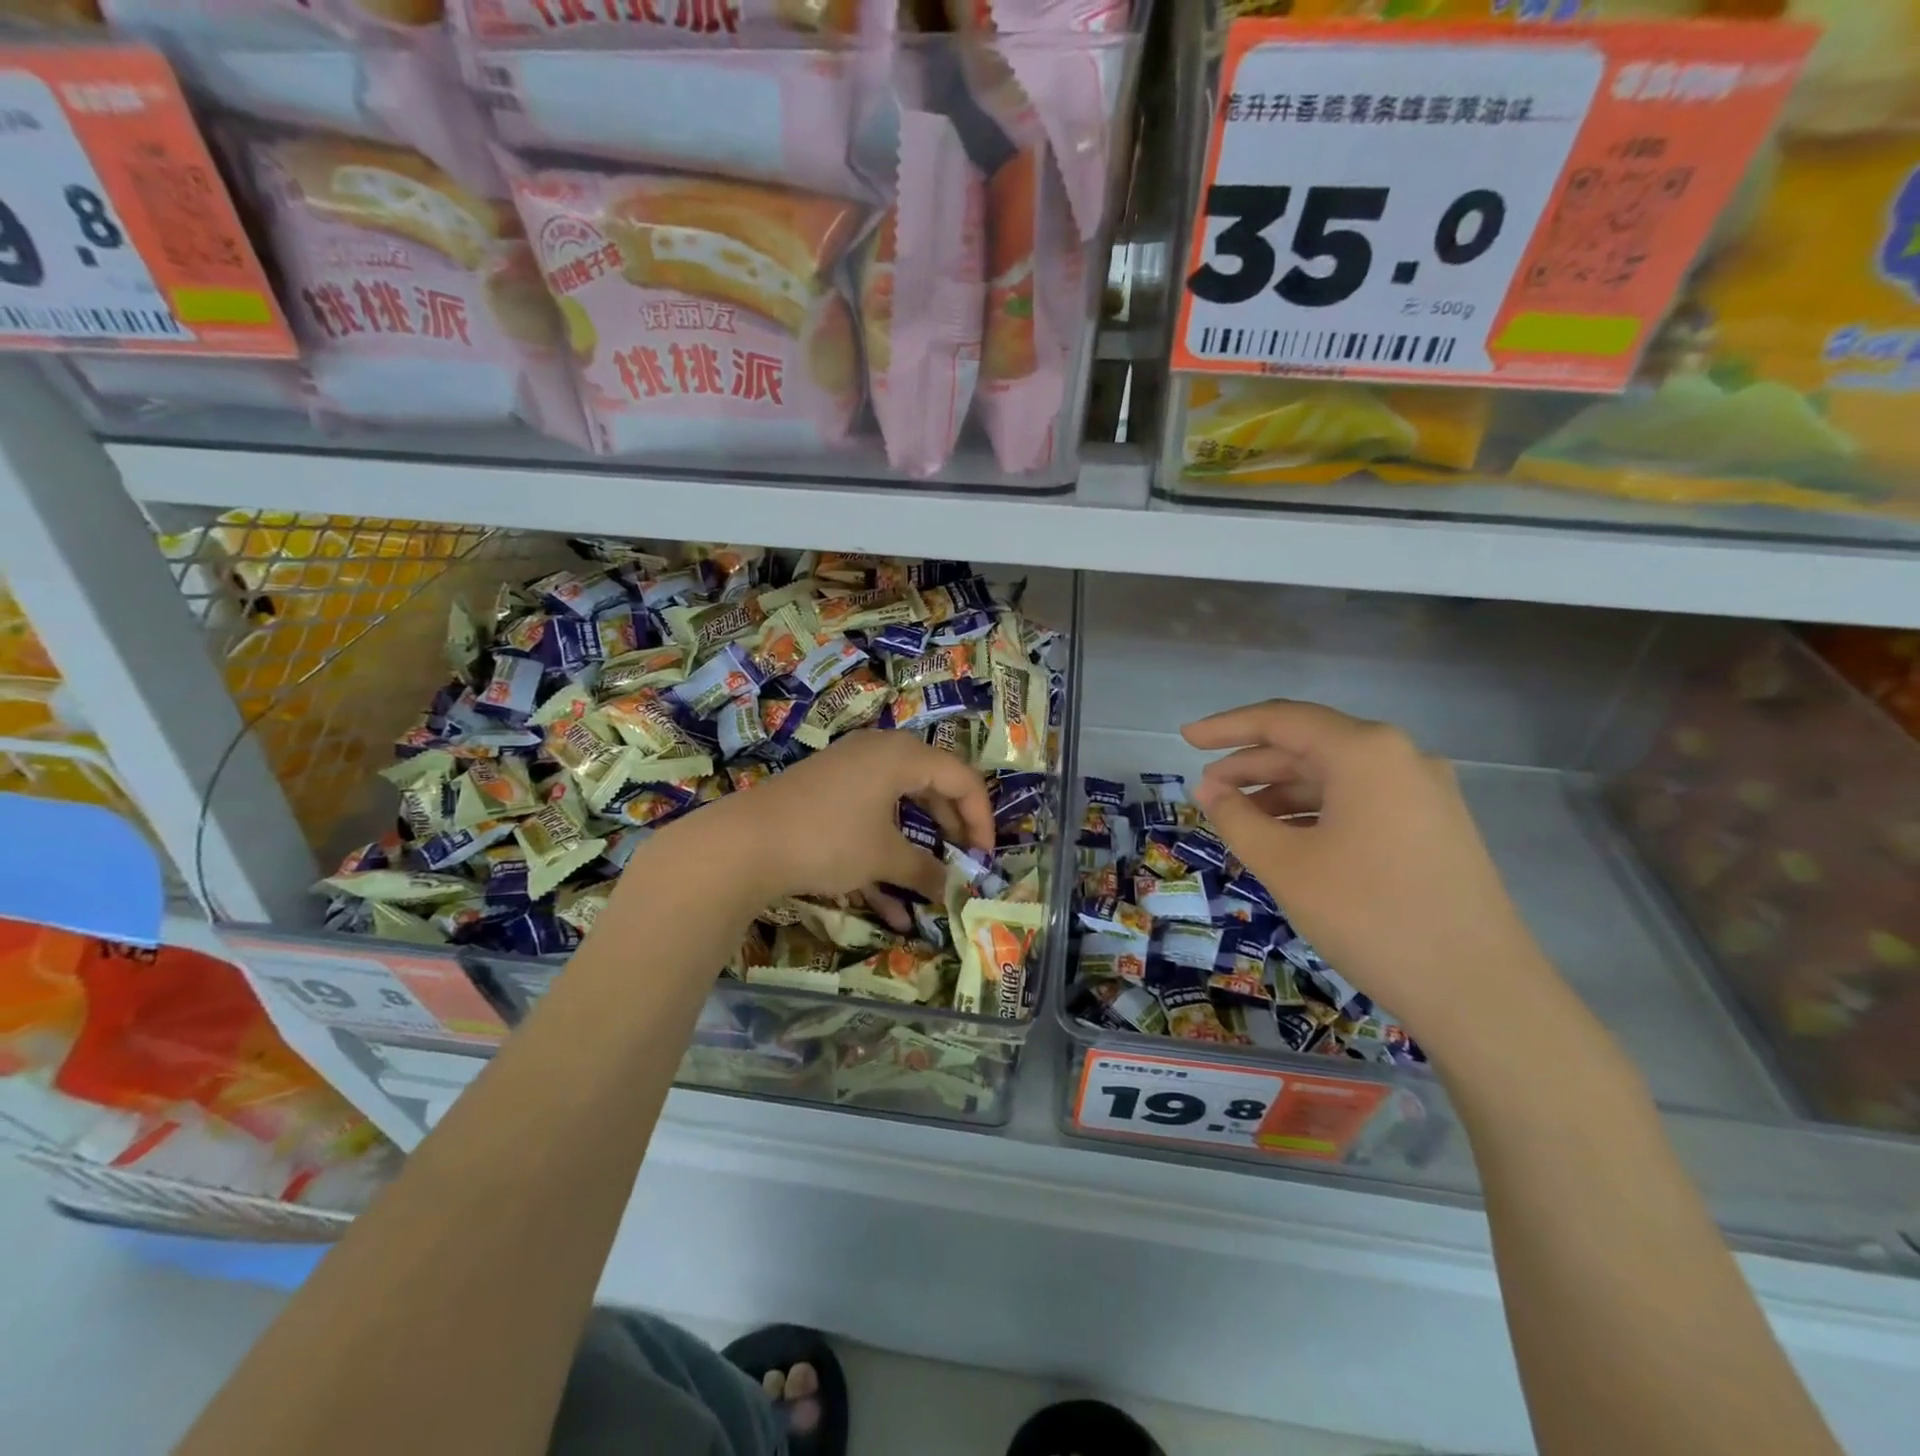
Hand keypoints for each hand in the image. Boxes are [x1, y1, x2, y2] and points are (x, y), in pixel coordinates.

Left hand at [695, 730, 994, 929]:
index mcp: (901, 756)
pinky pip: (867, 820)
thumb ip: (924, 870)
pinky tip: (890, 906)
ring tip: (930, 888)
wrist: (743, 843)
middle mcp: (878, 754)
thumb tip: (951, 887)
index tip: (985, 858)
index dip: (980, 818)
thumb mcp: (883, 857)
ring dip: (915, 850)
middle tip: (964, 864)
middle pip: (931, 787)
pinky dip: (881, 854)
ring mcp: (848, 773)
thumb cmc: (828, 839)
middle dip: (950, 831)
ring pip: (898, 808)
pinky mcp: (825, 795)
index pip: (961, 778)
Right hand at [1183, 701, 1554, 1047]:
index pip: (1281, 720)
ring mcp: (1425, 793)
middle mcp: (1401, 757)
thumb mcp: (1285, 865)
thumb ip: (1237, 818)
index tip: (1184, 739)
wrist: (1479, 991)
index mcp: (1365, 751)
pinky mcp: (1435, 827)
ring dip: (1281, 791)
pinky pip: (1360, 802)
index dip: (1226, 727)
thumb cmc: (1369, 915)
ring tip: (1238, 819)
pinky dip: (1316, 812)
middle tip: (1206, 790)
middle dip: (1252, 765)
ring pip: (1335, 776)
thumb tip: (1209, 791)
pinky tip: (1287, 839)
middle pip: (1310, 745)